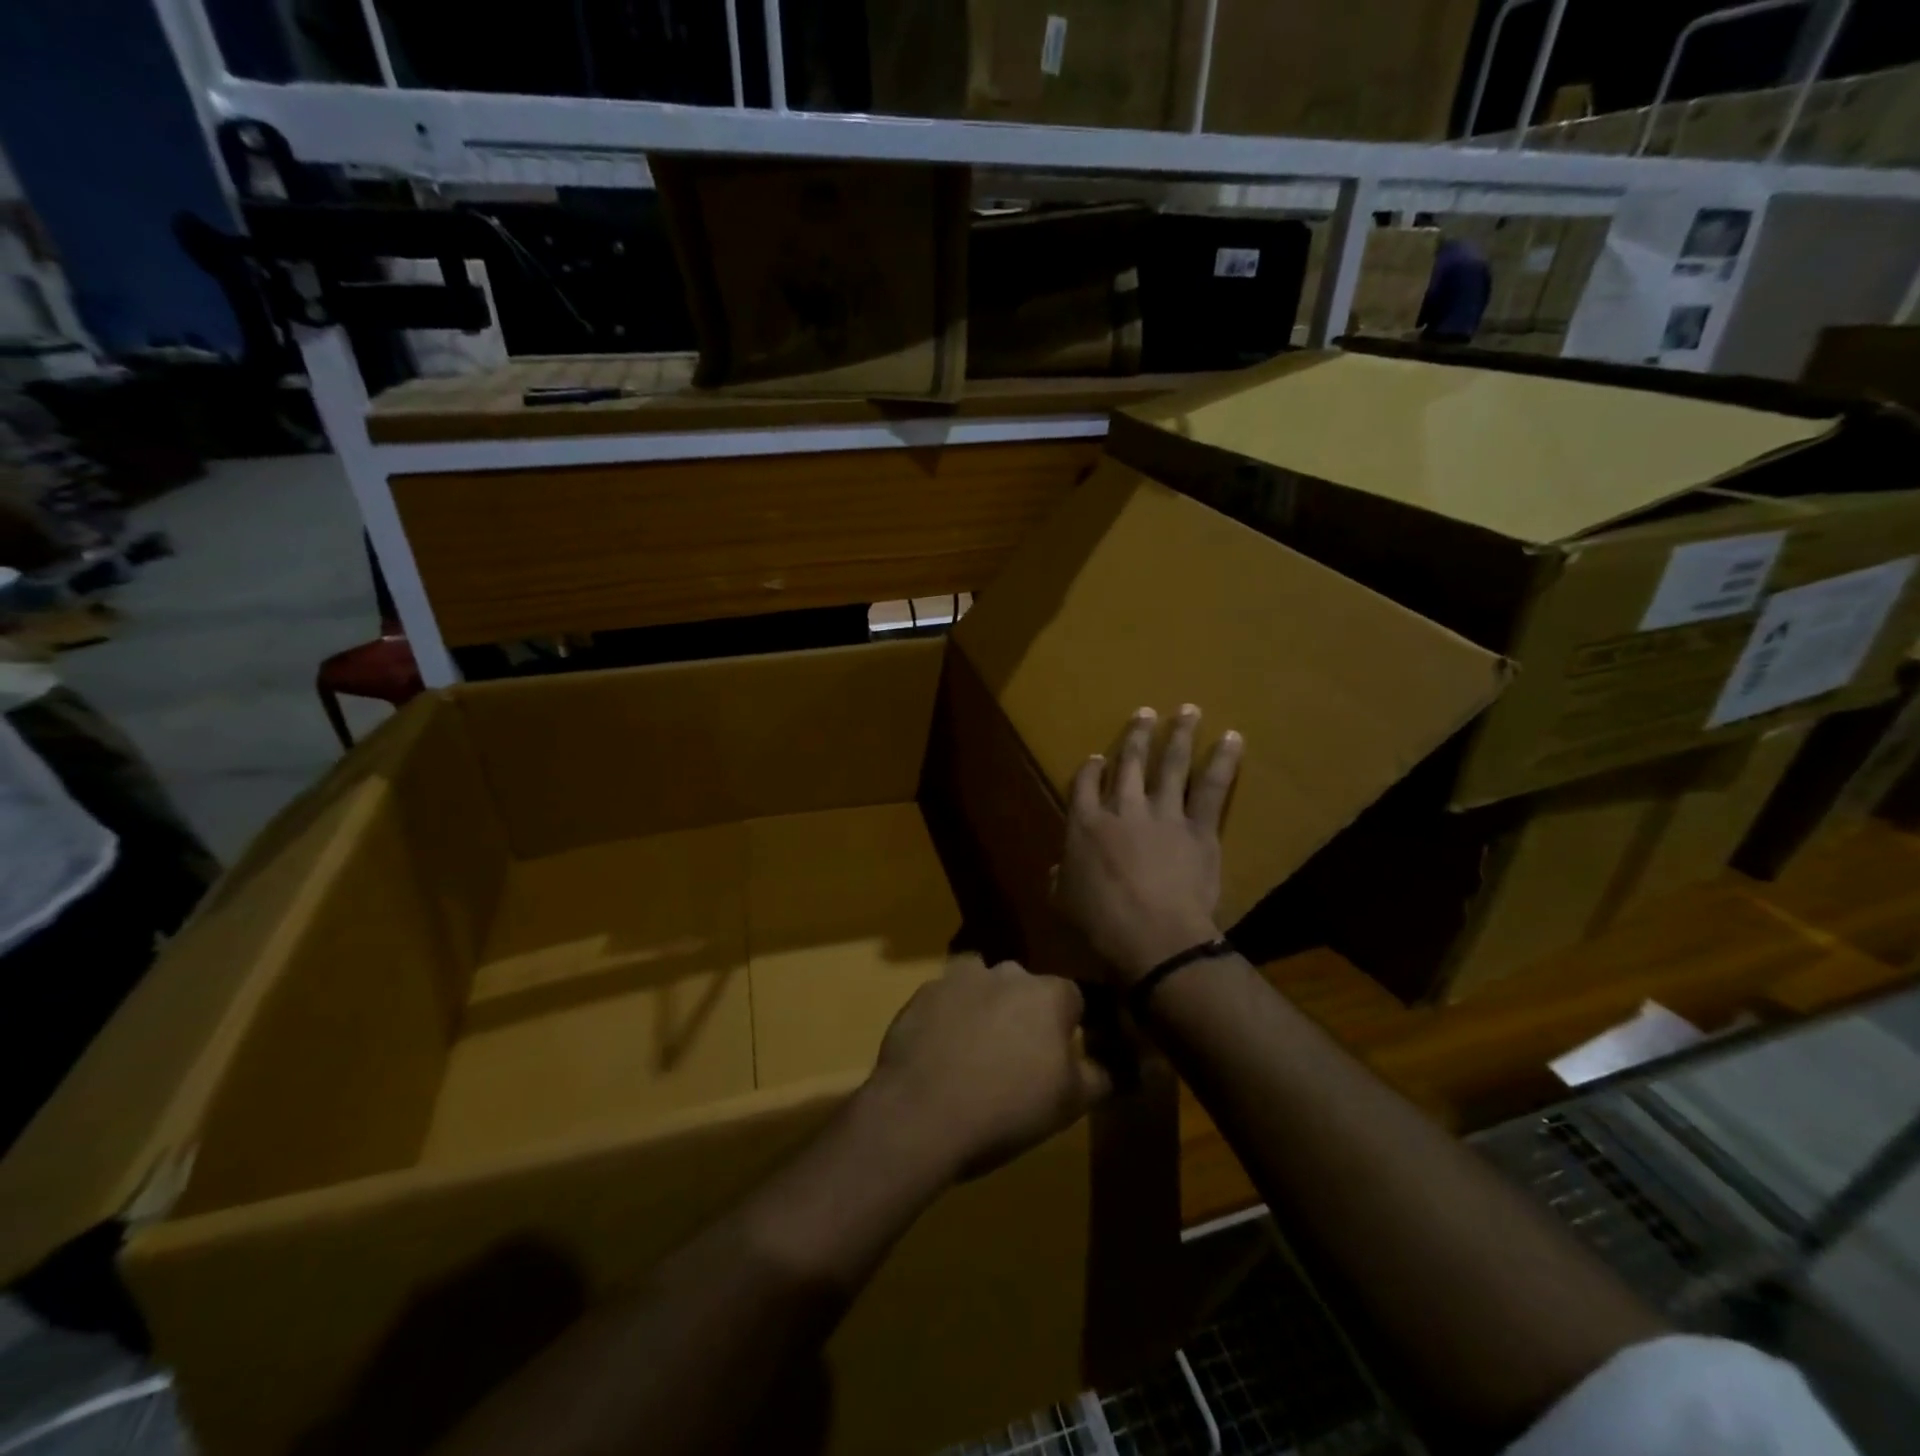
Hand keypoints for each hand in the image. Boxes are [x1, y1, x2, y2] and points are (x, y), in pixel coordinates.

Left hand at [863, 955, 1110, 1182]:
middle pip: (1026, 988)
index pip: (1074, 999)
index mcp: (1049, 993)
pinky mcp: (921, 994)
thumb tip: (1123, 1064)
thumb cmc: (1008, 1108)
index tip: (1062, 1057)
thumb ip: (1102, 1076)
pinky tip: (941, 1054)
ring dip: (984, 1008)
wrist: (921, 1114)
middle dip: (1026, 1015)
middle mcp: (1006, 972)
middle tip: (1018, 1058)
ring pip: (982, 986)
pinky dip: (947, 1019)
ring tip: (976, 1051)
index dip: (1070, 1028)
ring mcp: (959, 978)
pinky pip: (945, 1001)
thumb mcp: (1070, 1103)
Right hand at [1053, 705, 1242, 983]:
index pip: (1084, 785)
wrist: (1154, 936)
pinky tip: (1233, 738)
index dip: (1090, 769)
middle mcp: (1122, 808)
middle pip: (1129, 763)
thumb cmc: (1102, 924)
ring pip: (1170, 765)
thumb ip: (1060, 879)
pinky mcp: (1197, 827)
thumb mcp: (1063, 903)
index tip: (1097, 757)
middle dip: (1136, 736)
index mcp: (1085, 825)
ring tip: (1188, 710)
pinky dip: (1223, 761)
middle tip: (1145, 713)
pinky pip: (1211, 788)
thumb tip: (1059, 870)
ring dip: (1179, 735)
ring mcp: (1162, 814)